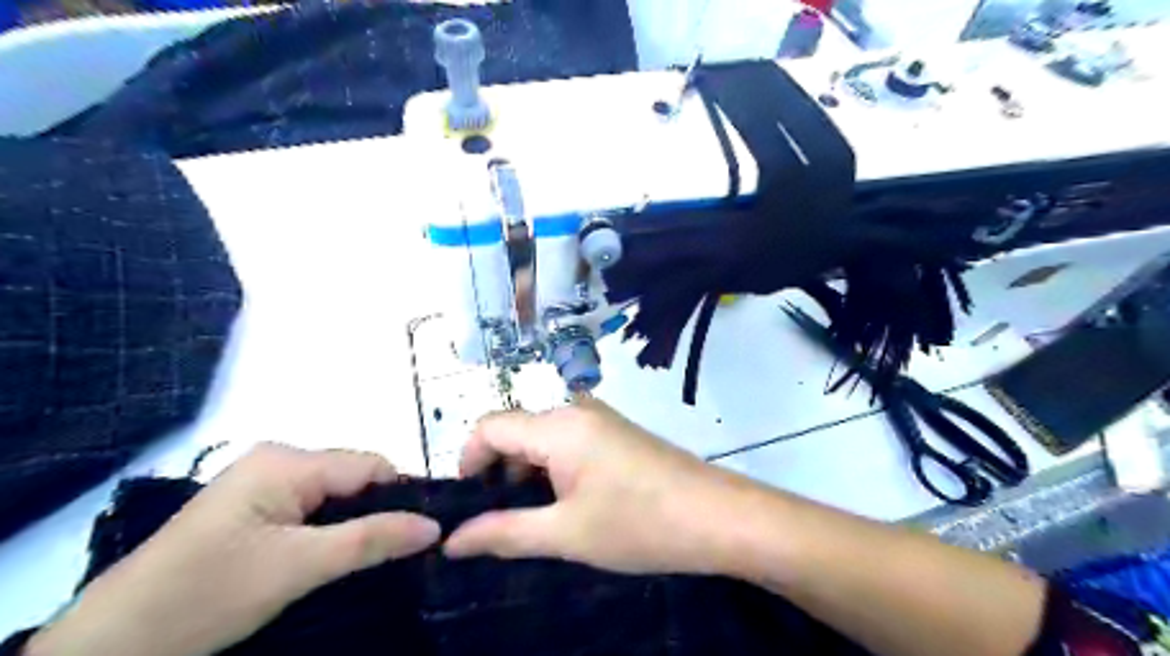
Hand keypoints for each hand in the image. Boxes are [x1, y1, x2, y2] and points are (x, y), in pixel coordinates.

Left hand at [30, 443, 444, 653]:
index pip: (371, 465)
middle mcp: (278, 459)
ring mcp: (262, 481)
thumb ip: (371, 540)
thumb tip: (434, 526)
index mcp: (288, 461)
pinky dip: (330, 529)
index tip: (424, 534)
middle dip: (378, 511)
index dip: (402, 496)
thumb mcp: (298, 568)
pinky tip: (333, 555)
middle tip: (397, 553)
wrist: (110, 647)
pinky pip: (311, 506)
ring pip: (335, 494)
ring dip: (355, 523)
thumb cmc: (206, 596)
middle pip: (354, 477)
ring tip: (370, 558)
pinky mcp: (252, 505)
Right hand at [445, 395, 754, 573]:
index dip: (468, 461)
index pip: (490, 426)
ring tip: (534, 516)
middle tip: (500, 519)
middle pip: (516, 429)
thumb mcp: (565, 534)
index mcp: (558, 425)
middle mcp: (576, 409)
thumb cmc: (638, 524)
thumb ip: (503, 533)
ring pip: (543, 436)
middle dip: (498, 471)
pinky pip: (569, 440)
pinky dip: (553, 467)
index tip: (467, 505)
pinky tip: (567, 502)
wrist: (717, 516)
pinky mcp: (617, 432)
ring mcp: (600, 418)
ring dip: (527, 471)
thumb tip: (451, 541)